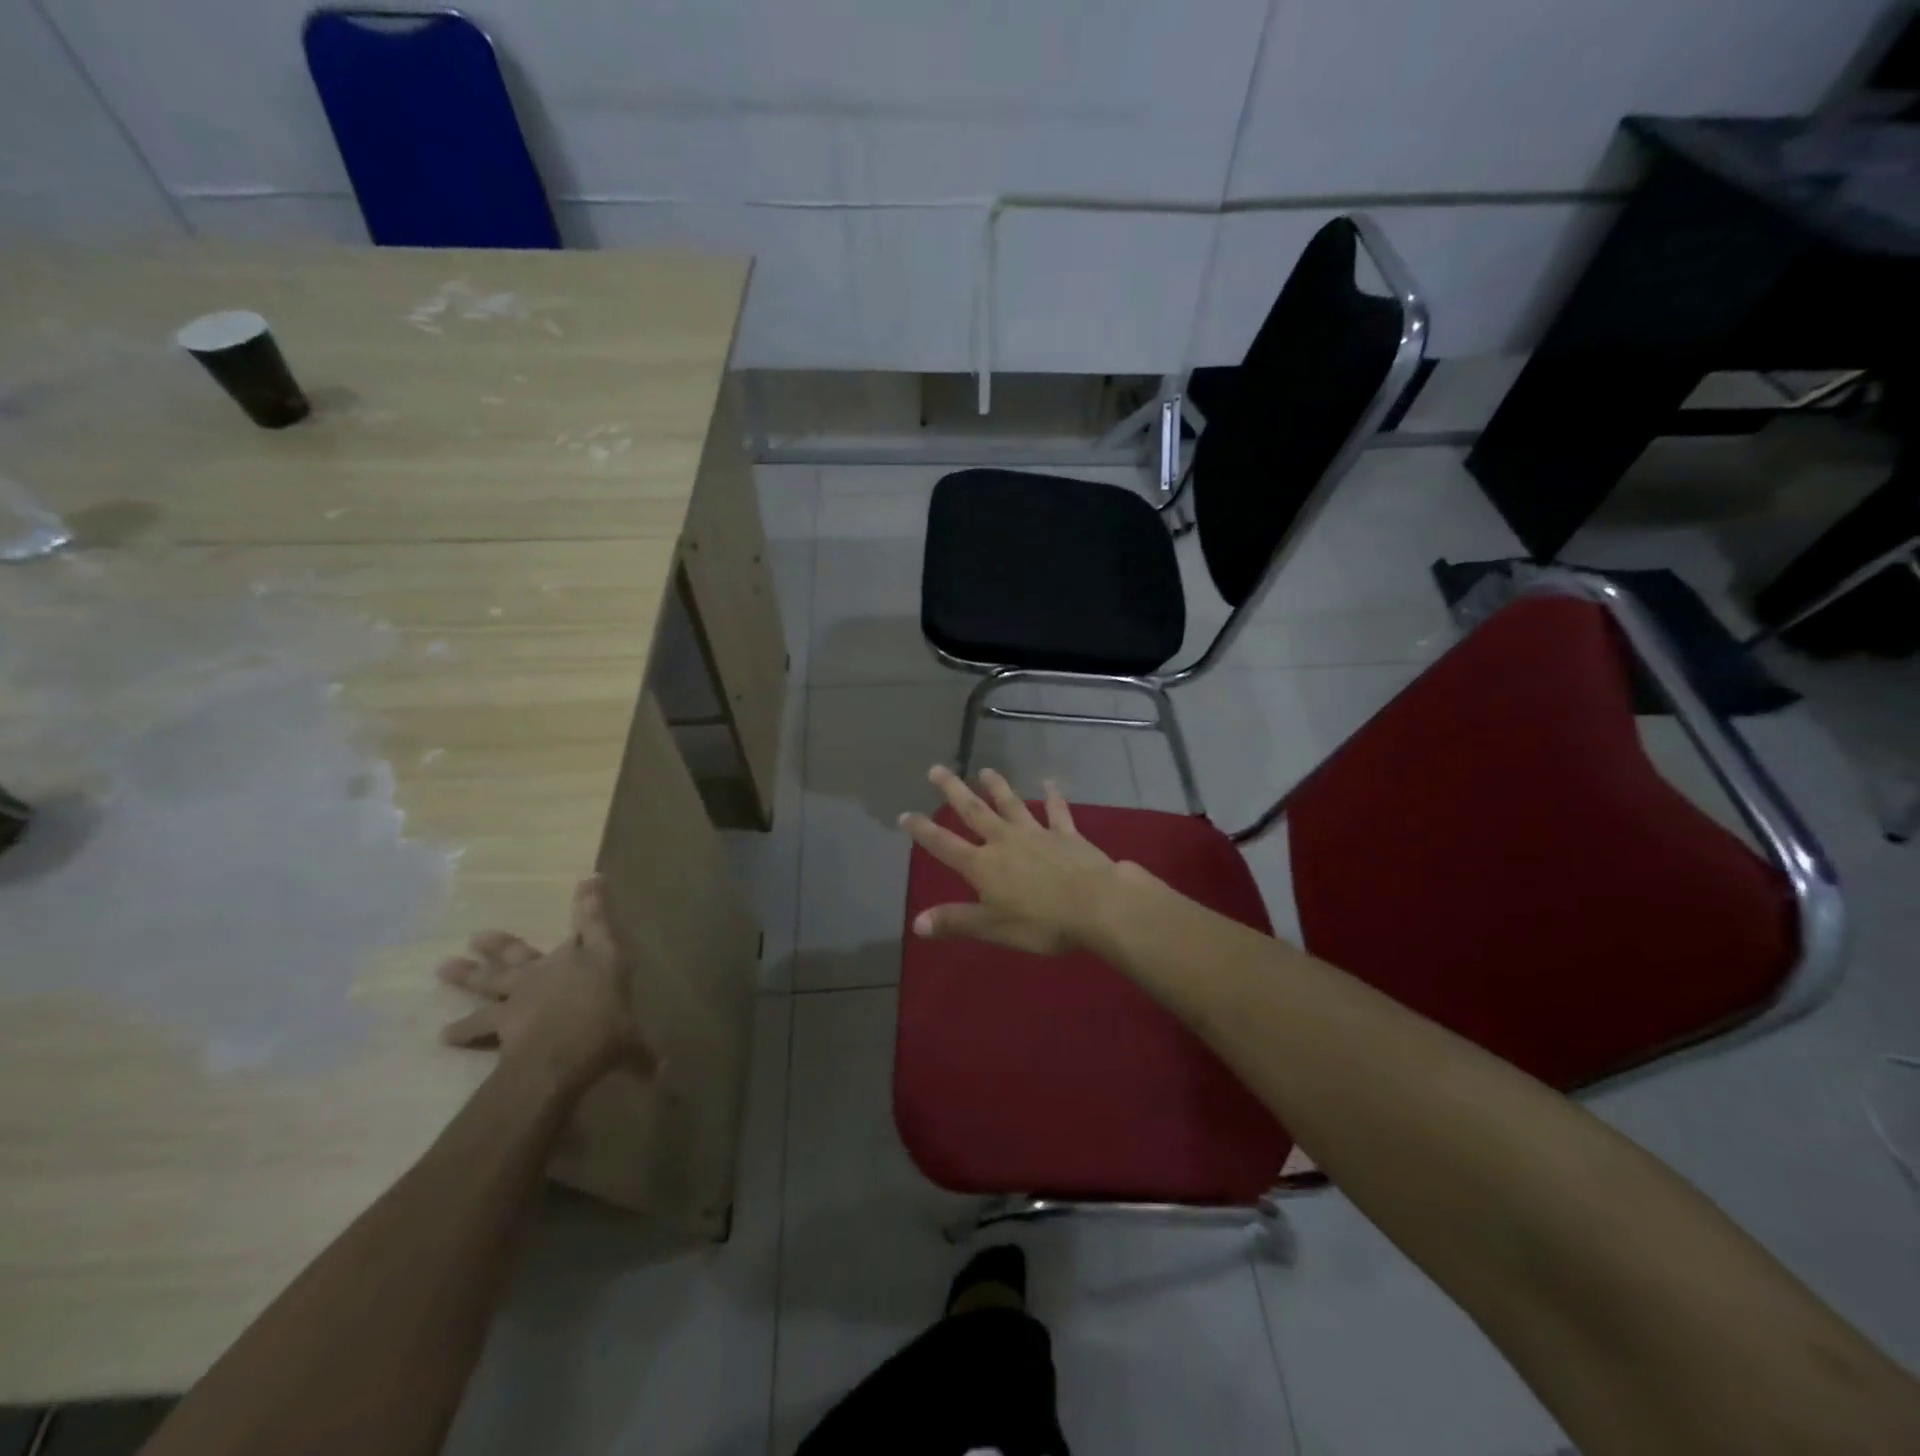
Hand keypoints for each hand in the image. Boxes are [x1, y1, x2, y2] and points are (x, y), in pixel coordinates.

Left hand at [436, 875, 656, 1096]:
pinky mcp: (502, 1018)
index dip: (592, 900)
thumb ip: (641, 1054)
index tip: (590, 878)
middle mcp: (559, 965)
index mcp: (598, 960)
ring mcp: (525, 990)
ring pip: (492, 978)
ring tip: (444, 967)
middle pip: (525, 950)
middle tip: (478, 935)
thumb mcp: (632, 1043)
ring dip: (468, 973)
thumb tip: (661, 1072)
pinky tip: (444, 1035)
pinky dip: (462, 1030)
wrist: (561, 1051)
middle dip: (505, 941)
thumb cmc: (608, 1031)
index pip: (597, 922)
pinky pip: (478, 1024)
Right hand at [898, 765, 1135, 955]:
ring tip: (985, 770)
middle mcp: (1005, 841)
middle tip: (937, 769)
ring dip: (997, 787)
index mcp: (983, 865)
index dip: (923, 831)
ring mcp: (1036, 833)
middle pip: (974, 812)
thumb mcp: (994, 927)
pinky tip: (1049, 782)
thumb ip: (956, 922)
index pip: (945, 845)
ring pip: (1011, 804)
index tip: (905, 815)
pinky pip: (1057, 811)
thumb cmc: (1042, 923)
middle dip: (953, 791)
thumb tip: (915, 923)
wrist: (1097, 905)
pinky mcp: (1066, 834)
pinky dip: (1052, 796)